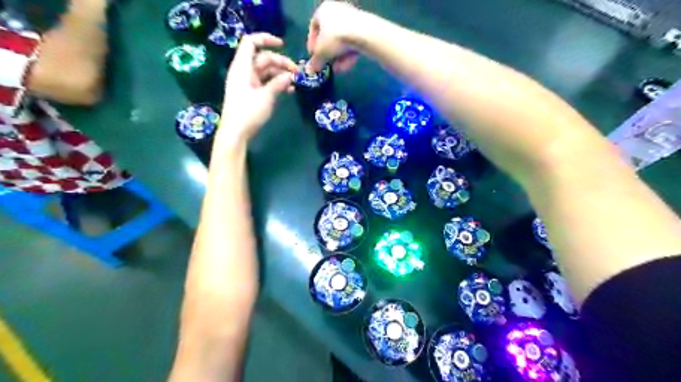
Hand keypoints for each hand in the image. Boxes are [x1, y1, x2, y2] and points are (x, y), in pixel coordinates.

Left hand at [220, 33, 297, 143]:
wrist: (236, 133)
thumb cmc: (248, 113)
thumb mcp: (266, 97)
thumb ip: (279, 83)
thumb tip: (291, 75)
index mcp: (242, 67)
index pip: (251, 43)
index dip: (266, 39)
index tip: (283, 45)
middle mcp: (244, 72)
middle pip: (263, 58)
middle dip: (281, 62)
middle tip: (298, 73)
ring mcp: (248, 83)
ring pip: (266, 71)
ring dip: (281, 74)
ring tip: (296, 83)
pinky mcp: (252, 94)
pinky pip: (266, 83)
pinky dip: (277, 84)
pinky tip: (289, 90)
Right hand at [308, 0, 361, 70]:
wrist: (363, 34)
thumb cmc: (335, 38)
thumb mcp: (321, 53)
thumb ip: (315, 62)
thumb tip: (311, 70)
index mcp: (323, 9)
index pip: (314, 26)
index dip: (312, 43)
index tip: (314, 56)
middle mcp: (338, 10)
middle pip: (329, 35)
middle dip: (328, 53)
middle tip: (327, 65)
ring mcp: (352, 18)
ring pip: (342, 41)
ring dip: (339, 57)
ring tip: (338, 69)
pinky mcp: (364, 28)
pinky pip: (353, 43)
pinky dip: (349, 54)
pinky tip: (347, 66)